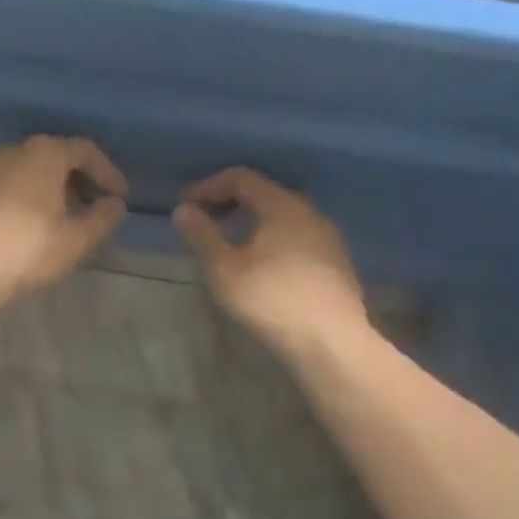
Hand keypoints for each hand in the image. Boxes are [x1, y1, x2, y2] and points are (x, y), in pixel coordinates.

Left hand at [0, 136, 127, 309]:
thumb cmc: (26, 252)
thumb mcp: (76, 241)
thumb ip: (102, 219)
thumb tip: (114, 205)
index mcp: (43, 154)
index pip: (84, 150)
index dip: (107, 172)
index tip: (119, 197)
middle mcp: (9, 152)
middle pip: (50, 158)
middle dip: (74, 180)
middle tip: (88, 208)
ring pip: (21, 174)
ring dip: (43, 191)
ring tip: (55, 221)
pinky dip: (15, 203)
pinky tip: (18, 231)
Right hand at [173, 168, 366, 355]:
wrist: (330, 341)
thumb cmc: (270, 300)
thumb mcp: (224, 269)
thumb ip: (202, 235)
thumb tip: (183, 210)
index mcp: (282, 206)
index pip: (241, 178)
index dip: (208, 186)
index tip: (184, 205)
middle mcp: (309, 212)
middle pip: (264, 193)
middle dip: (229, 202)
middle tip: (204, 222)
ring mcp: (327, 237)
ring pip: (282, 216)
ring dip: (251, 222)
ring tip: (229, 244)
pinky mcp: (335, 262)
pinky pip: (295, 236)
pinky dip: (270, 238)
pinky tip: (260, 265)